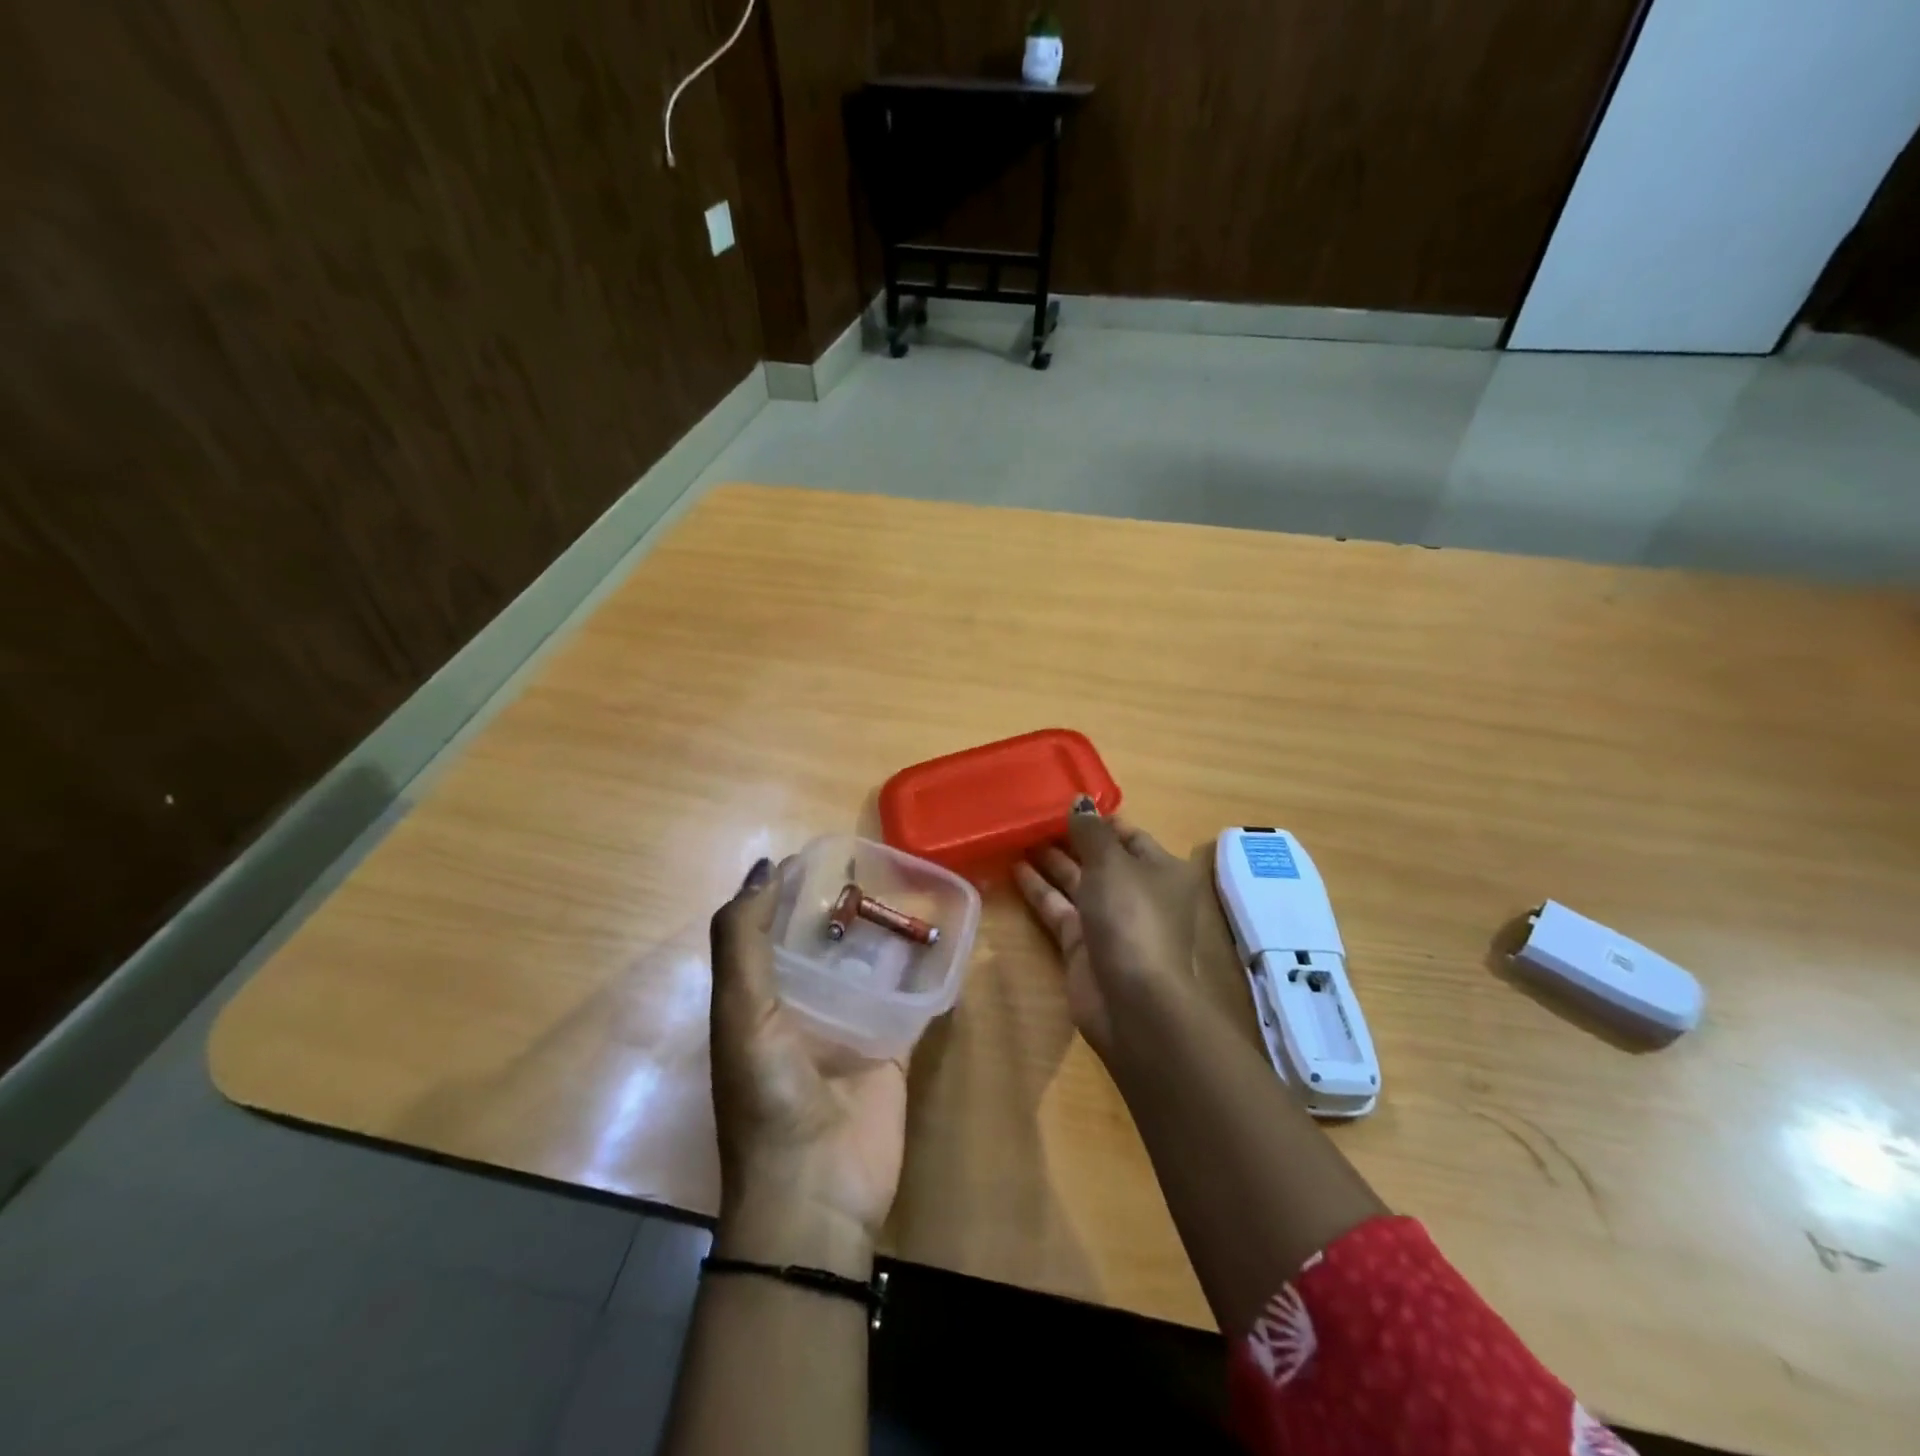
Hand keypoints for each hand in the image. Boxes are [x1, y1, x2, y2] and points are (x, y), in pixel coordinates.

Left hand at [708, 858, 908, 1276]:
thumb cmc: (769, 1097)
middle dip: (848, 905)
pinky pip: (911, 998)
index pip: (773, 929)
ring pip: (871, 964)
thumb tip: (765, 867)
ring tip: (918, 887)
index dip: (791, 890)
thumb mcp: (740, 1013)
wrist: (817, 1193)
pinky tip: (948, 937)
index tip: (824, 852)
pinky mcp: (892, 1047)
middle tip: (882, 863)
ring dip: (888, 932)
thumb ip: (742, 941)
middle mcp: (803, 1006)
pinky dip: (926, 971)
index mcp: (760, 997)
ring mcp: (851, 1027)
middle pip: (827, 942)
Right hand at [1014, 799, 1198, 1057]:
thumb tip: (1079, 802)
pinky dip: (1039, 889)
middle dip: (1069, 838)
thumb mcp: (1112, 863)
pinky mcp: (1083, 944)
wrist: (1132, 1001)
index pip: (1127, 834)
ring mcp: (1110, 920)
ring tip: (1016, 835)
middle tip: (1031, 816)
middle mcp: (1138, 892)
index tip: (1062, 801)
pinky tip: (1014, 867)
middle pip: (1100, 858)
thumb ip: (1090, 831)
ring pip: (1076, 882)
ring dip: (1050, 861)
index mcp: (1160, 869)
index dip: (1097, 819)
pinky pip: (1059, 908)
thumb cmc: (1132, 918)